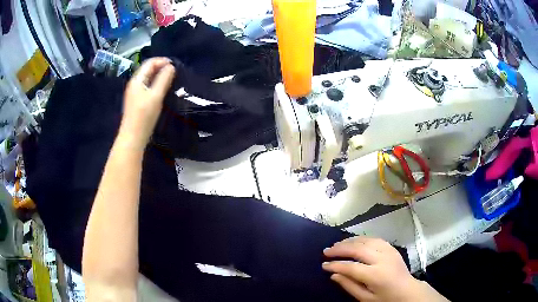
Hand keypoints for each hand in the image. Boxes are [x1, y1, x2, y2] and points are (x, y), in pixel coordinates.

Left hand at [119, 57, 174, 148]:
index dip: (162, 61)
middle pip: (148, 69)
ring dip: (159, 76)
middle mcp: (134, 83)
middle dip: (161, 67)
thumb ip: (164, 79)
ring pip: (148, 78)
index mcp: (137, 80)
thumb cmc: (144, 116)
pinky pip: (147, 86)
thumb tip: (171, 67)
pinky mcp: (137, 101)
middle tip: (175, 72)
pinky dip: (156, 84)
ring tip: (171, 79)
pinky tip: (162, 90)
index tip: (175, 65)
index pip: (150, 63)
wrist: (133, 137)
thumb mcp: (156, 96)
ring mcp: (135, 93)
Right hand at [323, 237, 447, 301]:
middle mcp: (382, 259)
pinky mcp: (391, 248)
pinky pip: (374, 238)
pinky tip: (353, 241)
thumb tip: (333, 275)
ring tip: (337, 245)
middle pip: (358, 249)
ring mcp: (388, 251)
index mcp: (376, 275)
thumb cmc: (385, 298)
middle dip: (340, 249)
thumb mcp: (365, 298)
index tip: (324, 265)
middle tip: (326, 251)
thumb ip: (349, 286)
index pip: (351, 267)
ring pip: (365, 240)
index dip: (335, 265)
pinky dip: (361, 238)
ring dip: (349, 241)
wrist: (408, 291)